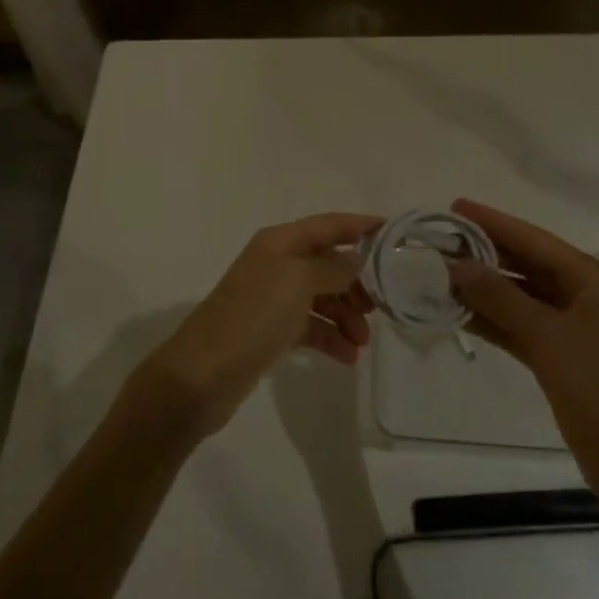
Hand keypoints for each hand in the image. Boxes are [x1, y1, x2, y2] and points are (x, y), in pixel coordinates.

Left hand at [137, 213, 380, 437]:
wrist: (204, 373)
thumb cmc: (254, 316)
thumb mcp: (298, 281)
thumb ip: (332, 267)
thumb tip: (355, 260)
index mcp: (280, 242)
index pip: (329, 225)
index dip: (360, 225)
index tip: (393, 233)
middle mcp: (277, 264)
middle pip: (328, 263)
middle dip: (357, 282)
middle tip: (380, 306)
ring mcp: (274, 299)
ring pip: (323, 298)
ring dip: (347, 316)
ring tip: (362, 341)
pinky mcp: (272, 331)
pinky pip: (311, 327)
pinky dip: (331, 338)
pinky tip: (348, 357)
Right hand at [447, 198, 598, 480]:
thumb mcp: (548, 337)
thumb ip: (501, 297)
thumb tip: (458, 264)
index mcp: (592, 280)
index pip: (534, 240)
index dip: (493, 222)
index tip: (453, 208)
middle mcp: (584, 297)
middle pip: (527, 265)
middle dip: (484, 255)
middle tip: (438, 242)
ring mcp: (575, 331)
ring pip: (521, 298)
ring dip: (484, 290)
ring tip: (438, 276)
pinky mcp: (564, 361)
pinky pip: (521, 329)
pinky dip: (494, 322)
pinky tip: (460, 315)